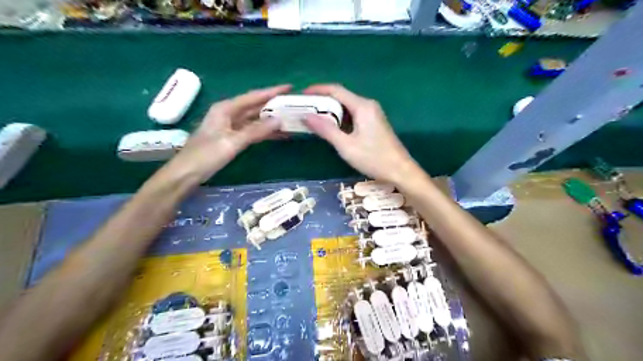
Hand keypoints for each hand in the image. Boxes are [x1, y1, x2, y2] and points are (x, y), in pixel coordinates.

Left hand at [171, 83, 289, 179]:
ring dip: (271, 119)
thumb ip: (256, 131)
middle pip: (255, 106)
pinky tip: (278, 133)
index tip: (289, 88)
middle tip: (293, 104)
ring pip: (255, 119)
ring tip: (290, 118)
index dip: (272, 92)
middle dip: (274, 105)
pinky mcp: (233, 138)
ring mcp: (231, 126)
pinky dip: (265, 132)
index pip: (253, 97)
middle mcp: (229, 114)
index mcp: (226, 108)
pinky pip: (253, 131)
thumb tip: (279, 120)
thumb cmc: (206, 155)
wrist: (186, 173)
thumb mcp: (232, 142)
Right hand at [304, 84, 420, 185]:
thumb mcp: (346, 146)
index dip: (318, 90)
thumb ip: (326, 130)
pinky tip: (331, 129)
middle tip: (305, 110)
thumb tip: (306, 116)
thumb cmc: (373, 158)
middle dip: (322, 102)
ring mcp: (372, 114)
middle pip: (341, 97)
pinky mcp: (374, 123)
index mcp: (362, 106)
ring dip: (331, 112)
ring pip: (347, 107)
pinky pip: (353, 116)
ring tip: (314, 120)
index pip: (336, 90)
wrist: (400, 170)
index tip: (302, 95)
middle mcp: (368, 105)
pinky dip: (340, 120)